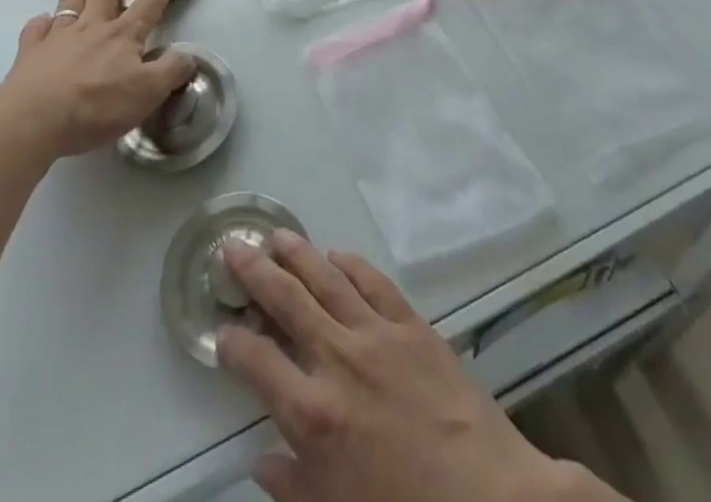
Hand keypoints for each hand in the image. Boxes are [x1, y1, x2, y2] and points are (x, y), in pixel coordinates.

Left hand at [0, 0, 194, 159]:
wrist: (35, 119)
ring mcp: (59, 38)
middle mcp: (92, 28)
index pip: (149, 4)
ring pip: (71, 1)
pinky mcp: (31, 53)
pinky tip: (40, 19)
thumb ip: (170, 72)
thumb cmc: (97, 106)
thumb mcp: (147, 93)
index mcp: (123, 36)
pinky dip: (39, 23)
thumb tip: (189, 56)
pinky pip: (36, 31)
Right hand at [217, 232, 612, 501]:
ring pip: (326, 279)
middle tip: (233, 245)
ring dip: (298, 254)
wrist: (487, 499)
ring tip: (277, 235)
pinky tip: (336, 253)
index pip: (257, 363)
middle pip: (286, 302)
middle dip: (254, 272)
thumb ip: (294, 486)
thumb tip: (262, 460)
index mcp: (313, 414)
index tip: (222, 330)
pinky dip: (351, 264)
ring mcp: (376, 334)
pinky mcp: (411, 324)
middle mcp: (337, 360)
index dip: (234, 343)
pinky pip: (374, 282)